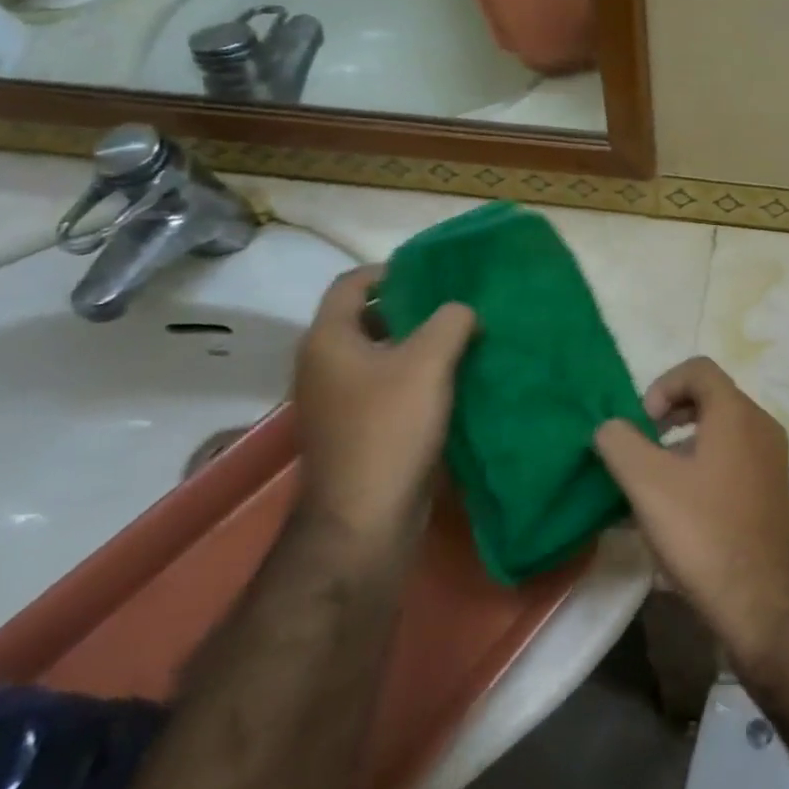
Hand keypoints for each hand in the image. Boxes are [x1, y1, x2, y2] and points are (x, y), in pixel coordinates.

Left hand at [292, 267, 475, 545]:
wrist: (364, 517)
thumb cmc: (390, 428)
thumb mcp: (428, 362)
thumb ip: (451, 321)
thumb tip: (463, 310)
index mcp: (329, 340)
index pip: (352, 284)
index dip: (391, 270)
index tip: (433, 272)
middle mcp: (324, 365)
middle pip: (367, 318)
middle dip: (412, 308)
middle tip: (457, 304)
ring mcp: (338, 401)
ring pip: (380, 355)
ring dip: (418, 344)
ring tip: (464, 339)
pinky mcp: (356, 429)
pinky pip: (386, 386)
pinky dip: (416, 376)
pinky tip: (453, 380)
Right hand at [595, 358, 788, 664]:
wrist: (761, 601)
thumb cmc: (703, 531)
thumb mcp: (647, 483)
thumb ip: (619, 443)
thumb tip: (610, 427)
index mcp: (737, 413)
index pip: (698, 369)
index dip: (662, 386)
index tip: (642, 426)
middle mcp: (761, 426)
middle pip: (710, 398)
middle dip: (669, 417)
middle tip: (643, 450)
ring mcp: (771, 460)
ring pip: (720, 432)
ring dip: (682, 446)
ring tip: (653, 485)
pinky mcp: (772, 491)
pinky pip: (732, 460)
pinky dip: (702, 468)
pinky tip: (677, 510)